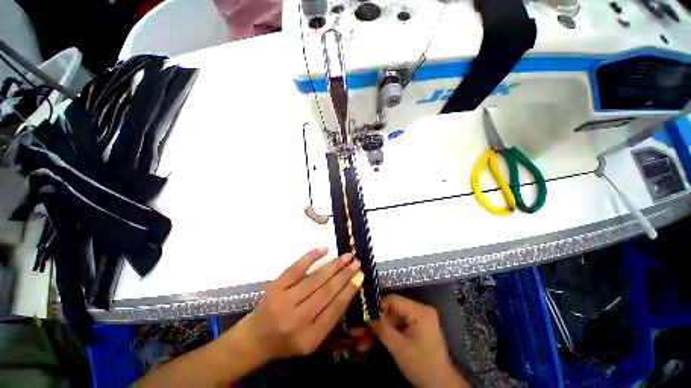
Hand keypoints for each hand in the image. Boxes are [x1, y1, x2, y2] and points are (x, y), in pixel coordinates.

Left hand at [231, 248, 363, 363]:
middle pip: (327, 291)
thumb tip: (347, 289)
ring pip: (315, 278)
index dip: (349, 290)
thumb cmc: (286, 341)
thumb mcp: (310, 340)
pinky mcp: (275, 287)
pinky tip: (324, 250)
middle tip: (356, 262)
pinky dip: (311, 257)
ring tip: (347, 256)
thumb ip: (328, 319)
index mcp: (310, 337)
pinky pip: (297, 268)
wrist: (255, 338)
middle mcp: (298, 320)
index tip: (360, 276)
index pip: (335, 309)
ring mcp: (284, 301)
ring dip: (334, 265)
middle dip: (345, 274)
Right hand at [370, 295, 469, 387]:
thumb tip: (365, 314)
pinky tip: (370, 343)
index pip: (393, 300)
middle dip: (375, 323)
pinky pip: (396, 327)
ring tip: (361, 341)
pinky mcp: (415, 328)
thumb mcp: (398, 347)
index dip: (377, 307)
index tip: (364, 318)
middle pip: (391, 311)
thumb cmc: (421, 365)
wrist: (440, 386)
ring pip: (391, 320)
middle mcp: (419, 310)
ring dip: (377, 331)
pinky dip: (385, 335)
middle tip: (358, 332)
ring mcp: (417, 319)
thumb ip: (381, 328)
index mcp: (419, 311)